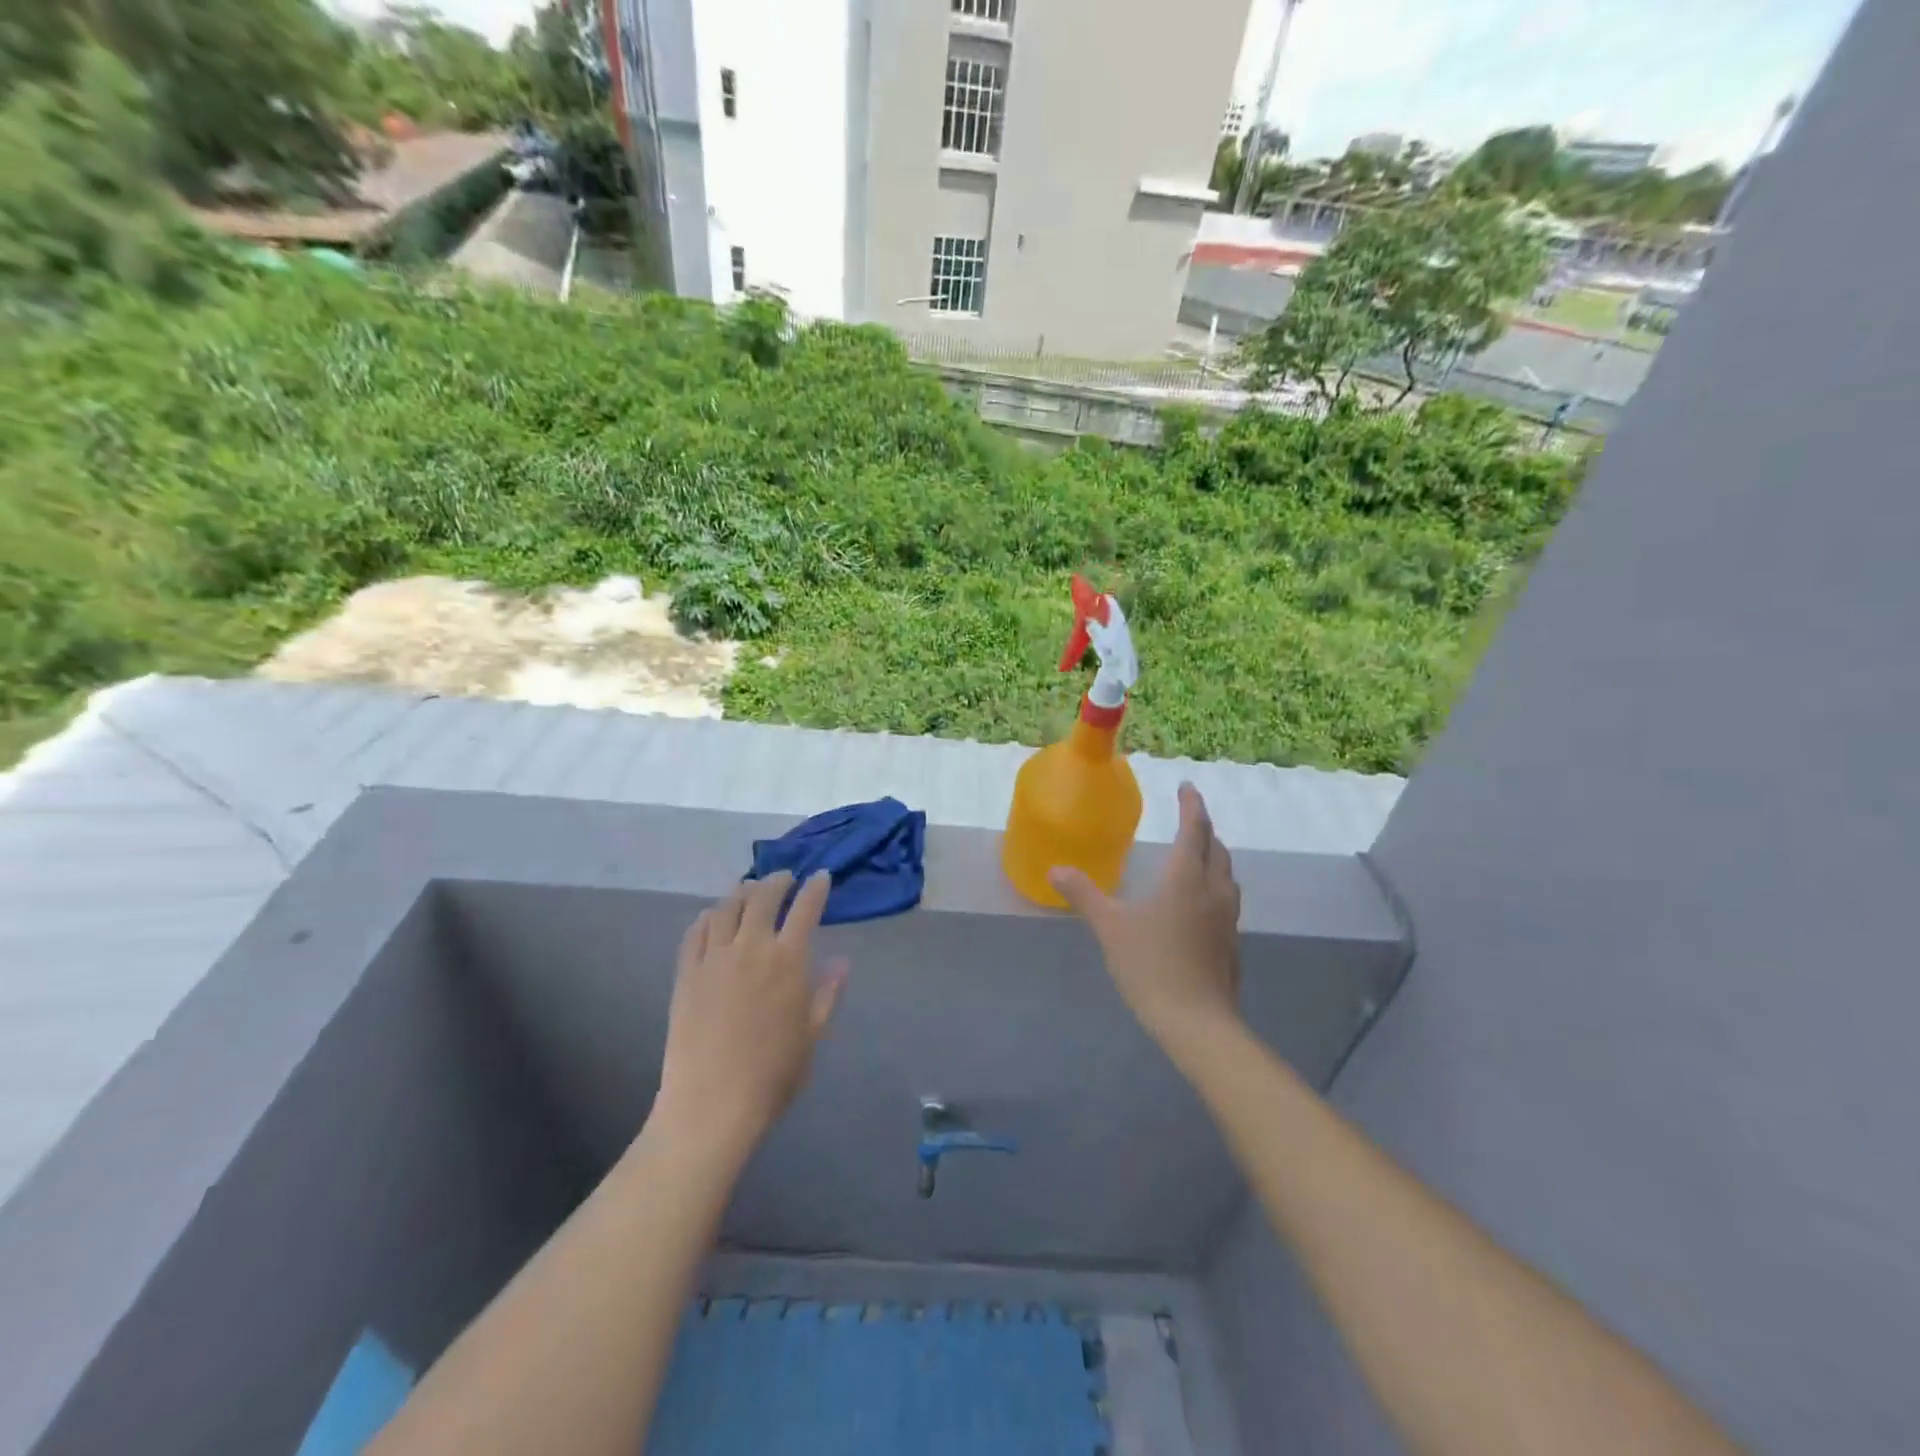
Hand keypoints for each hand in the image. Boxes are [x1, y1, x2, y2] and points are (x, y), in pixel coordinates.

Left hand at [653, 871, 847, 1152]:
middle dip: (777, 881)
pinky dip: (707, 916)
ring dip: (741, 892)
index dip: (815, 888)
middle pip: (762, 897)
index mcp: (787, 961)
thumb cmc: (772, 1075)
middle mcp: (751, 948)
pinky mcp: (686, 973)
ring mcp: (714, 958)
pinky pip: (695, 932)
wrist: (711, 1105)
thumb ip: (827, 994)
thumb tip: (843, 961)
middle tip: (784, 878)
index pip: (805, 908)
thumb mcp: (811, 1035)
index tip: (820, 877)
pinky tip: (712, 916)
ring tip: (748, 889)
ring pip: (726, 907)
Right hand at [1050, 783, 1241, 1047]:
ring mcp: (1227, 918)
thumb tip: (1055, 870)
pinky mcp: (1232, 943)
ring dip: (1214, 856)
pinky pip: (1227, 899)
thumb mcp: (1110, 927)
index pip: (1194, 830)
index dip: (1192, 805)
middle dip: (1204, 828)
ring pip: (1226, 874)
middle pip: (1216, 849)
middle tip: (1190, 817)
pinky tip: (1200, 903)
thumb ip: (1083, 895)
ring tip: (1198, 854)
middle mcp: (1213, 891)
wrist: (1196, 1022)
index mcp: (1186, 878)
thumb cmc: (1151, 966)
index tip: (1187, 787)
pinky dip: (1216, 885)